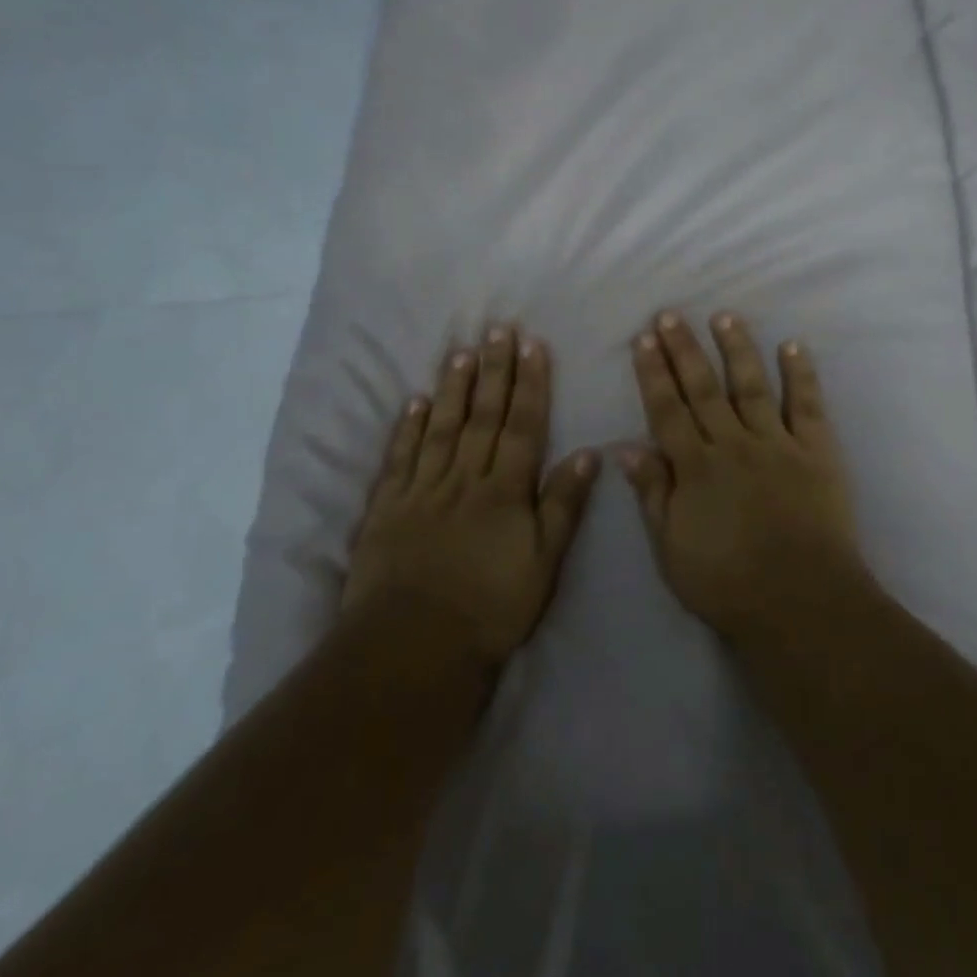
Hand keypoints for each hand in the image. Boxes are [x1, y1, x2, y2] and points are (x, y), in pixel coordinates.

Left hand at [346, 326, 598, 667]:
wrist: (413, 645)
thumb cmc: (491, 607)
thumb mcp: (544, 561)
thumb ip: (563, 504)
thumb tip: (588, 453)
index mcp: (505, 490)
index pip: (522, 426)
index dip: (530, 384)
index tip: (532, 346)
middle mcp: (465, 479)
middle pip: (482, 416)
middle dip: (494, 371)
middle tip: (497, 330)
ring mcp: (423, 490)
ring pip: (441, 428)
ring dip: (453, 388)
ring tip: (461, 352)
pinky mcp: (387, 508)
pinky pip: (401, 458)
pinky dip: (408, 427)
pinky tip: (416, 402)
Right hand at [619, 311, 866, 641]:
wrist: (800, 601)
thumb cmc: (728, 584)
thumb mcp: (672, 549)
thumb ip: (653, 494)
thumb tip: (626, 448)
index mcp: (696, 468)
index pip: (668, 411)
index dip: (654, 374)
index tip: (644, 339)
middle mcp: (734, 444)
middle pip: (704, 389)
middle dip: (684, 350)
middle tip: (670, 315)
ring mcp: (778, 443)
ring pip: (752, 386)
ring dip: (737, 349)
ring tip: (725, 316)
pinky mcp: (817, 451)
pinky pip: (807, 405)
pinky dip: (801, 374)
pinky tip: (792, 345)